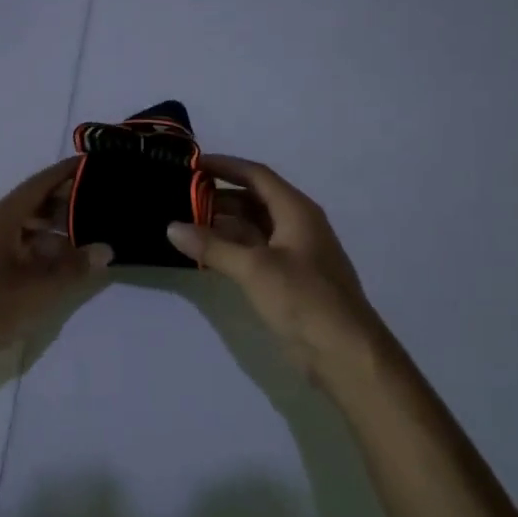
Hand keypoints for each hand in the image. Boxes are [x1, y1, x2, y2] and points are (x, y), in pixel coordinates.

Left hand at [0, 157, 111, 369]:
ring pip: (26, 227)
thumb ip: (76, 267)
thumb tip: (105, 249)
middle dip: (64, 202)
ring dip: (54, 229)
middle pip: (33, 203)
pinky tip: (60, 263)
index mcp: (2, 218)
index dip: (65, 172)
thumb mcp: (42, 288)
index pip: (39, 183)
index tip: (91, 163)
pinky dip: (40, 248)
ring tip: (86, 236)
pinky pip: (17, 246)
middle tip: (98, 202)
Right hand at [167, 156, 390, 388]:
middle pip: (253, 200)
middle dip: (218, 197)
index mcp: (296, 211)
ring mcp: (294, 254)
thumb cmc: (304, 299)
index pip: (256, 175)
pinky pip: (254, 252)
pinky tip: (207, 255)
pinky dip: (231, 249)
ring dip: (222, 225)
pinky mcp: (289, 279)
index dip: (225, 166)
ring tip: (185, 225)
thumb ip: (212, 246)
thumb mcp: (254, 268)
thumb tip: (172, 227)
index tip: (192, 163)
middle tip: (180, 198)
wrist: (345, 353)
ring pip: (253, 228)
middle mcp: (296, 225)